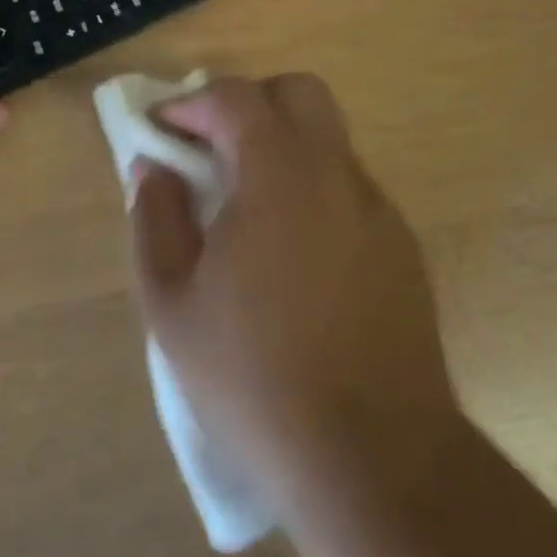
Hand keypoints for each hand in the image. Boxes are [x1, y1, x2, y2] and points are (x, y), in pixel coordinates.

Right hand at [128, 76, 462, 509]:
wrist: (376, 463)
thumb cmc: (255, 377)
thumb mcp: (172, 302)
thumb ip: (154, 218)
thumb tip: (153, 167)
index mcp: (279, 174)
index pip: (235, 98)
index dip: (190, 103)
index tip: (162, 129)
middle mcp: (336, 174)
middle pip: (298, 92)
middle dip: (248, 103)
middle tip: (212, 147)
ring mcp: (378, 209)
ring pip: (328, 139)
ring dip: (282, 145)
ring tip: (246, 202)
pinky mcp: (403, 247)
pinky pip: (348, 187)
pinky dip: (312, 186)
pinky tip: (291, 250)